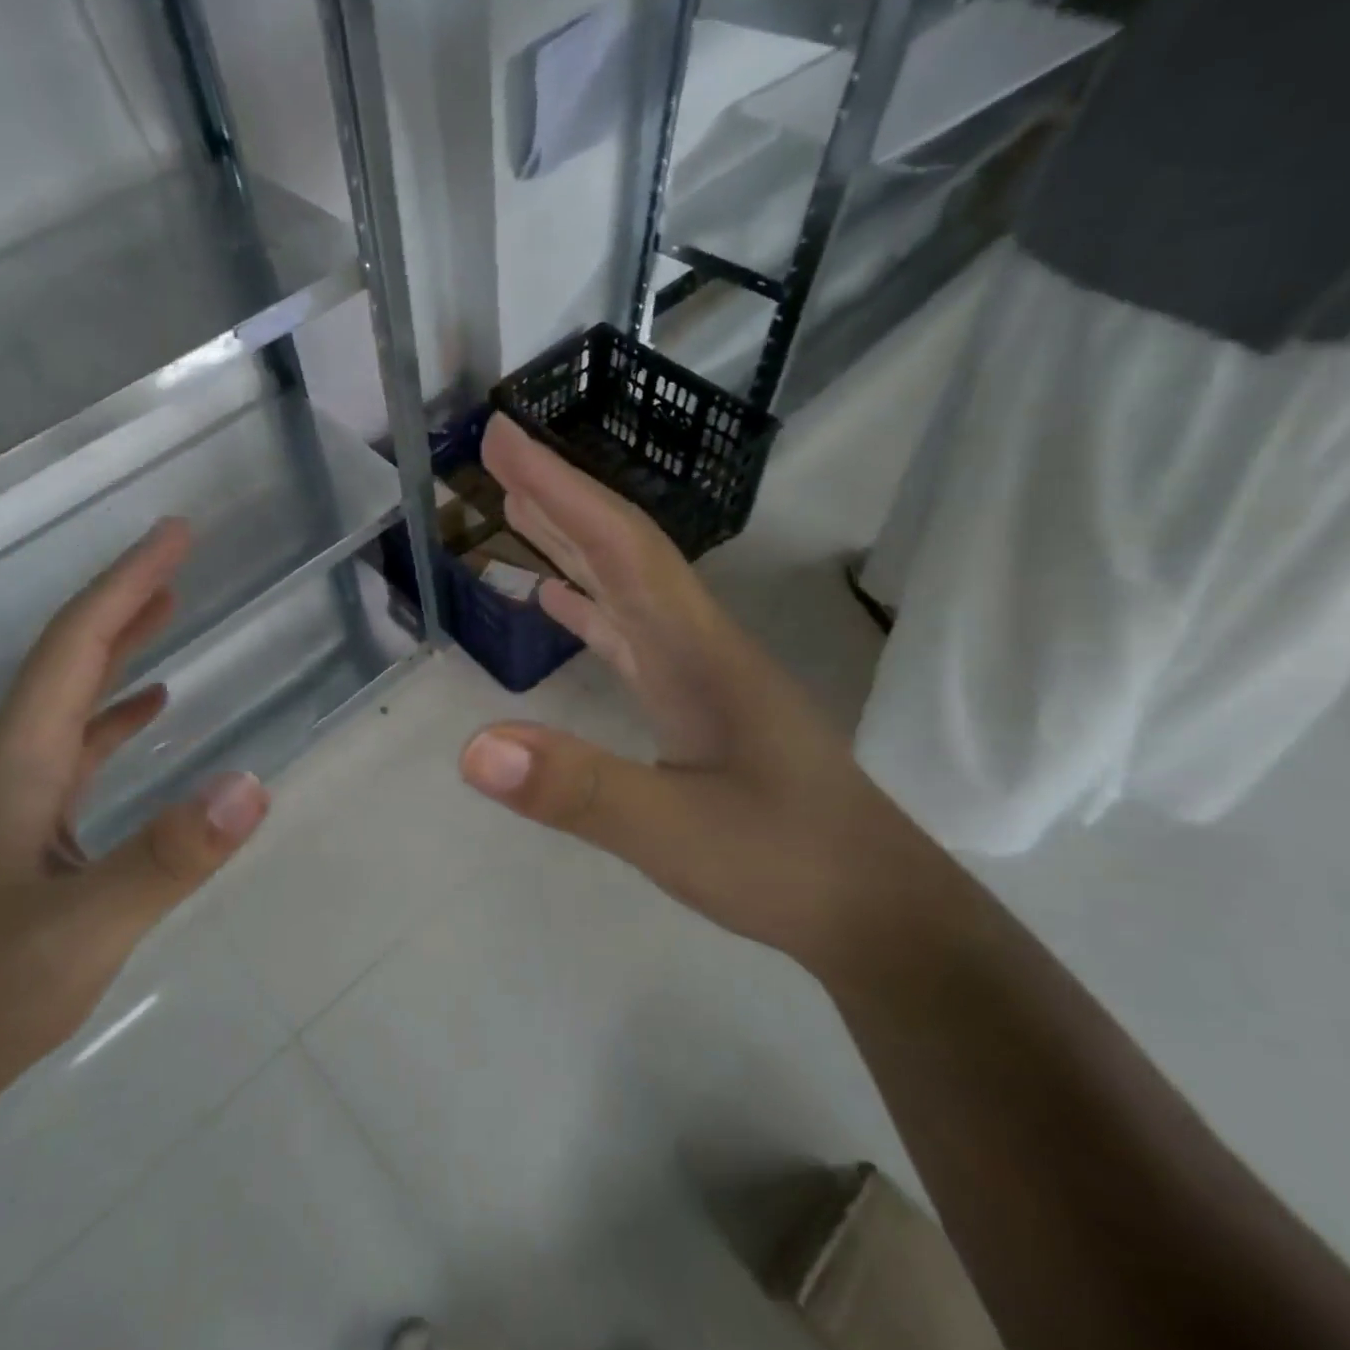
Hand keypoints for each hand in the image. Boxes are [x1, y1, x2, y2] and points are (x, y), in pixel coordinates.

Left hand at [0, 519, 269, 1091]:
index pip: (77, 647)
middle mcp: (16, 761)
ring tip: (168, 605)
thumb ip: (169, 856)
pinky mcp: (37, 825)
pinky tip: (151, 707)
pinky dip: (119, 709)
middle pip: (72, 656)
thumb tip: (254, 786)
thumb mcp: (86, 926)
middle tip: (178, 551)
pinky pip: (84, 742)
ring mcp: (23, 793)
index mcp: (21, 761)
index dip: (127, 585)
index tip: (175, 535)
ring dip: (121, 643)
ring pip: (75, 694)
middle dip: (126, 596)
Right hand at [459, 416, 949, 971]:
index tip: (503, 437)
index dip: (560, 490)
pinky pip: (632, 634)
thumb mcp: (676, 833)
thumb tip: (472, 747)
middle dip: (558, 499)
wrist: (877, 913)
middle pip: (623, 551)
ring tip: (515, 511)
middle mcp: (700, 645)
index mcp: (698, 651)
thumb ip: (577, 788)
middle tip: (497, 455)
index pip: (621, 547)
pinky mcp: (697, 704)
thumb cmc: (786, 865)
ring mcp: (701, 674)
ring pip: (627, 587)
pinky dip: (589, 606)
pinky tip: (558, 601)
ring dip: (571, 544)